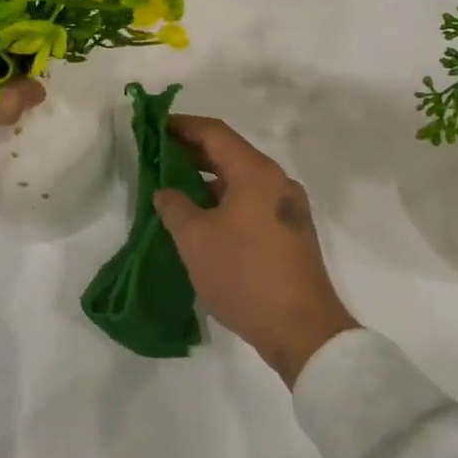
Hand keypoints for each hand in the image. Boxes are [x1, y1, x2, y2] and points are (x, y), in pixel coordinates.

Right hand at [153, 115, 359, 387]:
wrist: (303, 330)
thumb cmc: (245, 275)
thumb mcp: (196, 239)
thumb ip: (175, 206)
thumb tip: (166, 191)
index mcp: (256, 172)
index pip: (214, 133)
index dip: (182, 126)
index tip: (154, 126)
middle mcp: (276, 181)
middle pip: (229, 153)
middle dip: (192, 152)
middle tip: (157, 156)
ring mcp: (288, 207)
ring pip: (240, 179)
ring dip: (207, 179)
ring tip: (174, 188)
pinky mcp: (291, 232)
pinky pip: (251, 201)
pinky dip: (224, 199)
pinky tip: (202, 218)